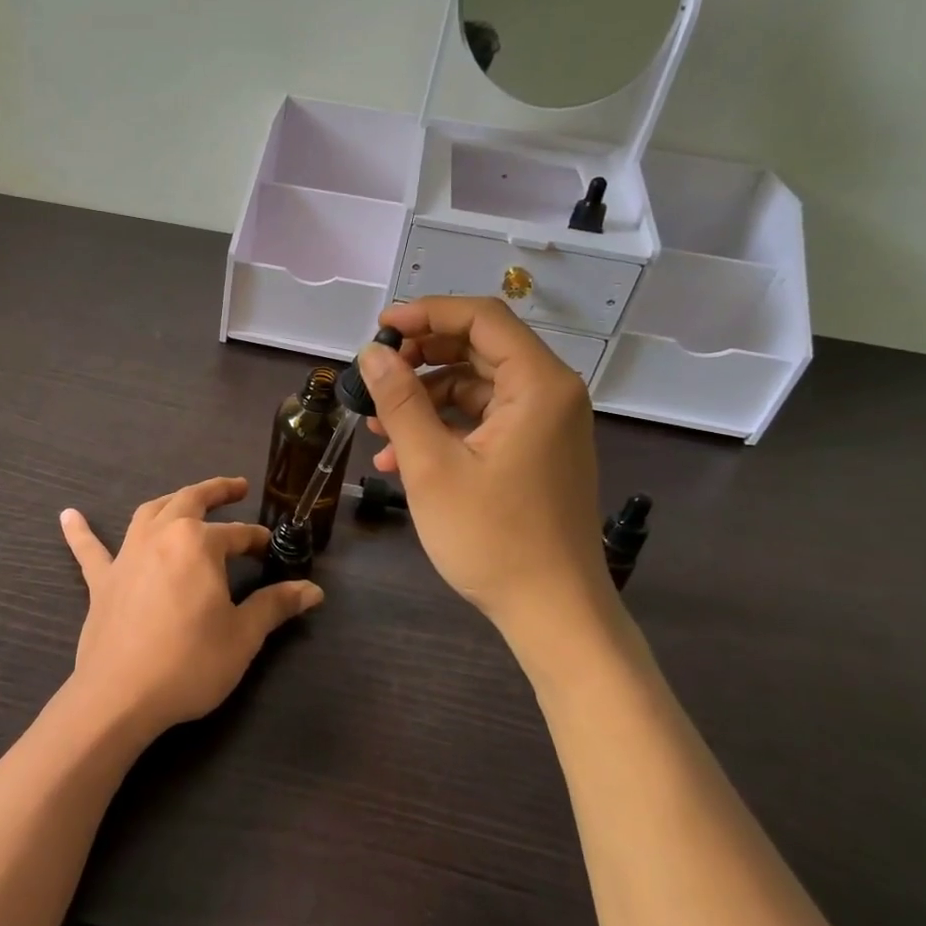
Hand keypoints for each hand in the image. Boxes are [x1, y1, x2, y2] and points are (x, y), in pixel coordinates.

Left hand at [58, 477, 322, 742]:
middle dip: (216, 491)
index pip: (238, 535)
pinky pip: (89, 549)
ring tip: (184, 499)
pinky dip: (80, 531)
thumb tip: (313, 590)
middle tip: (236, 487)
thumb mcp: (243, 635)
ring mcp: (127, 555)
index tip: (273, 550)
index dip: (259, 541)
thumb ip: (276, 605)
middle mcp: (161, 535)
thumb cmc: (189, 662)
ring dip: (170, 501)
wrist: (121, 696)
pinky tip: (68, 515)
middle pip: (191, 501)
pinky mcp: (101, 580)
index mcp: (198, 543)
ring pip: (148, 512)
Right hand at [361, 297, 620, 671]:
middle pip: (480, 349)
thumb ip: (400, 402)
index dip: (427, 313)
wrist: (552, 612)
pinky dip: (444, 429)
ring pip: (477, 387)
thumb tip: (372, 353)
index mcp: (538, 385)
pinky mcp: (535, 454)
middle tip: (375, 374)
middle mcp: (550, 395)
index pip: (482, 318)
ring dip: (425, 399)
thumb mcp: (432, 466)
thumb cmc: (493, 537)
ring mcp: (545, 426)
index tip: (380, 329)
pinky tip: (400, 459)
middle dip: (421, 358)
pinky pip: (485, 422)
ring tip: (377, 427)